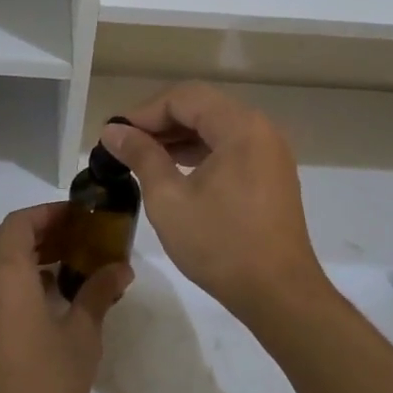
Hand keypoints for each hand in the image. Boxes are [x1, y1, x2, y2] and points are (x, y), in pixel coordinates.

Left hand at [0, 203, 131, 392]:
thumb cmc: (44, 384)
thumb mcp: (81, 336)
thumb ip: (98, 294)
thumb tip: (121, 267)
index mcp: (6, 273)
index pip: (20, 222)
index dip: (47, 213)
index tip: (77, 217)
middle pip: (6, 239)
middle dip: (40, 232)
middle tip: (77, 239)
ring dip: (27, 256)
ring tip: (67, 268)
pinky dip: (15, 280)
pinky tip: (45, 301)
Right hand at [102, 83, 326, 321]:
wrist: (279, 294)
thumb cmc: (221, 244)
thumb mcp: (169, 199)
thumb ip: (141, 156)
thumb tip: (113, 130)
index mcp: (240, 127)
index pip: (184, 98)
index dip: (144, 112)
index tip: (114, 134)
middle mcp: (261, 129)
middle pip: (202, 107)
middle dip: (160, 122)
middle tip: (124, 144)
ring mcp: (270, 152)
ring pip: (216, 127)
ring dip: (179, 136)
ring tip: (142, 156)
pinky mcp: (271, 174)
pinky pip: (231, 147)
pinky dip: (201, 152)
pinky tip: (175, 170)